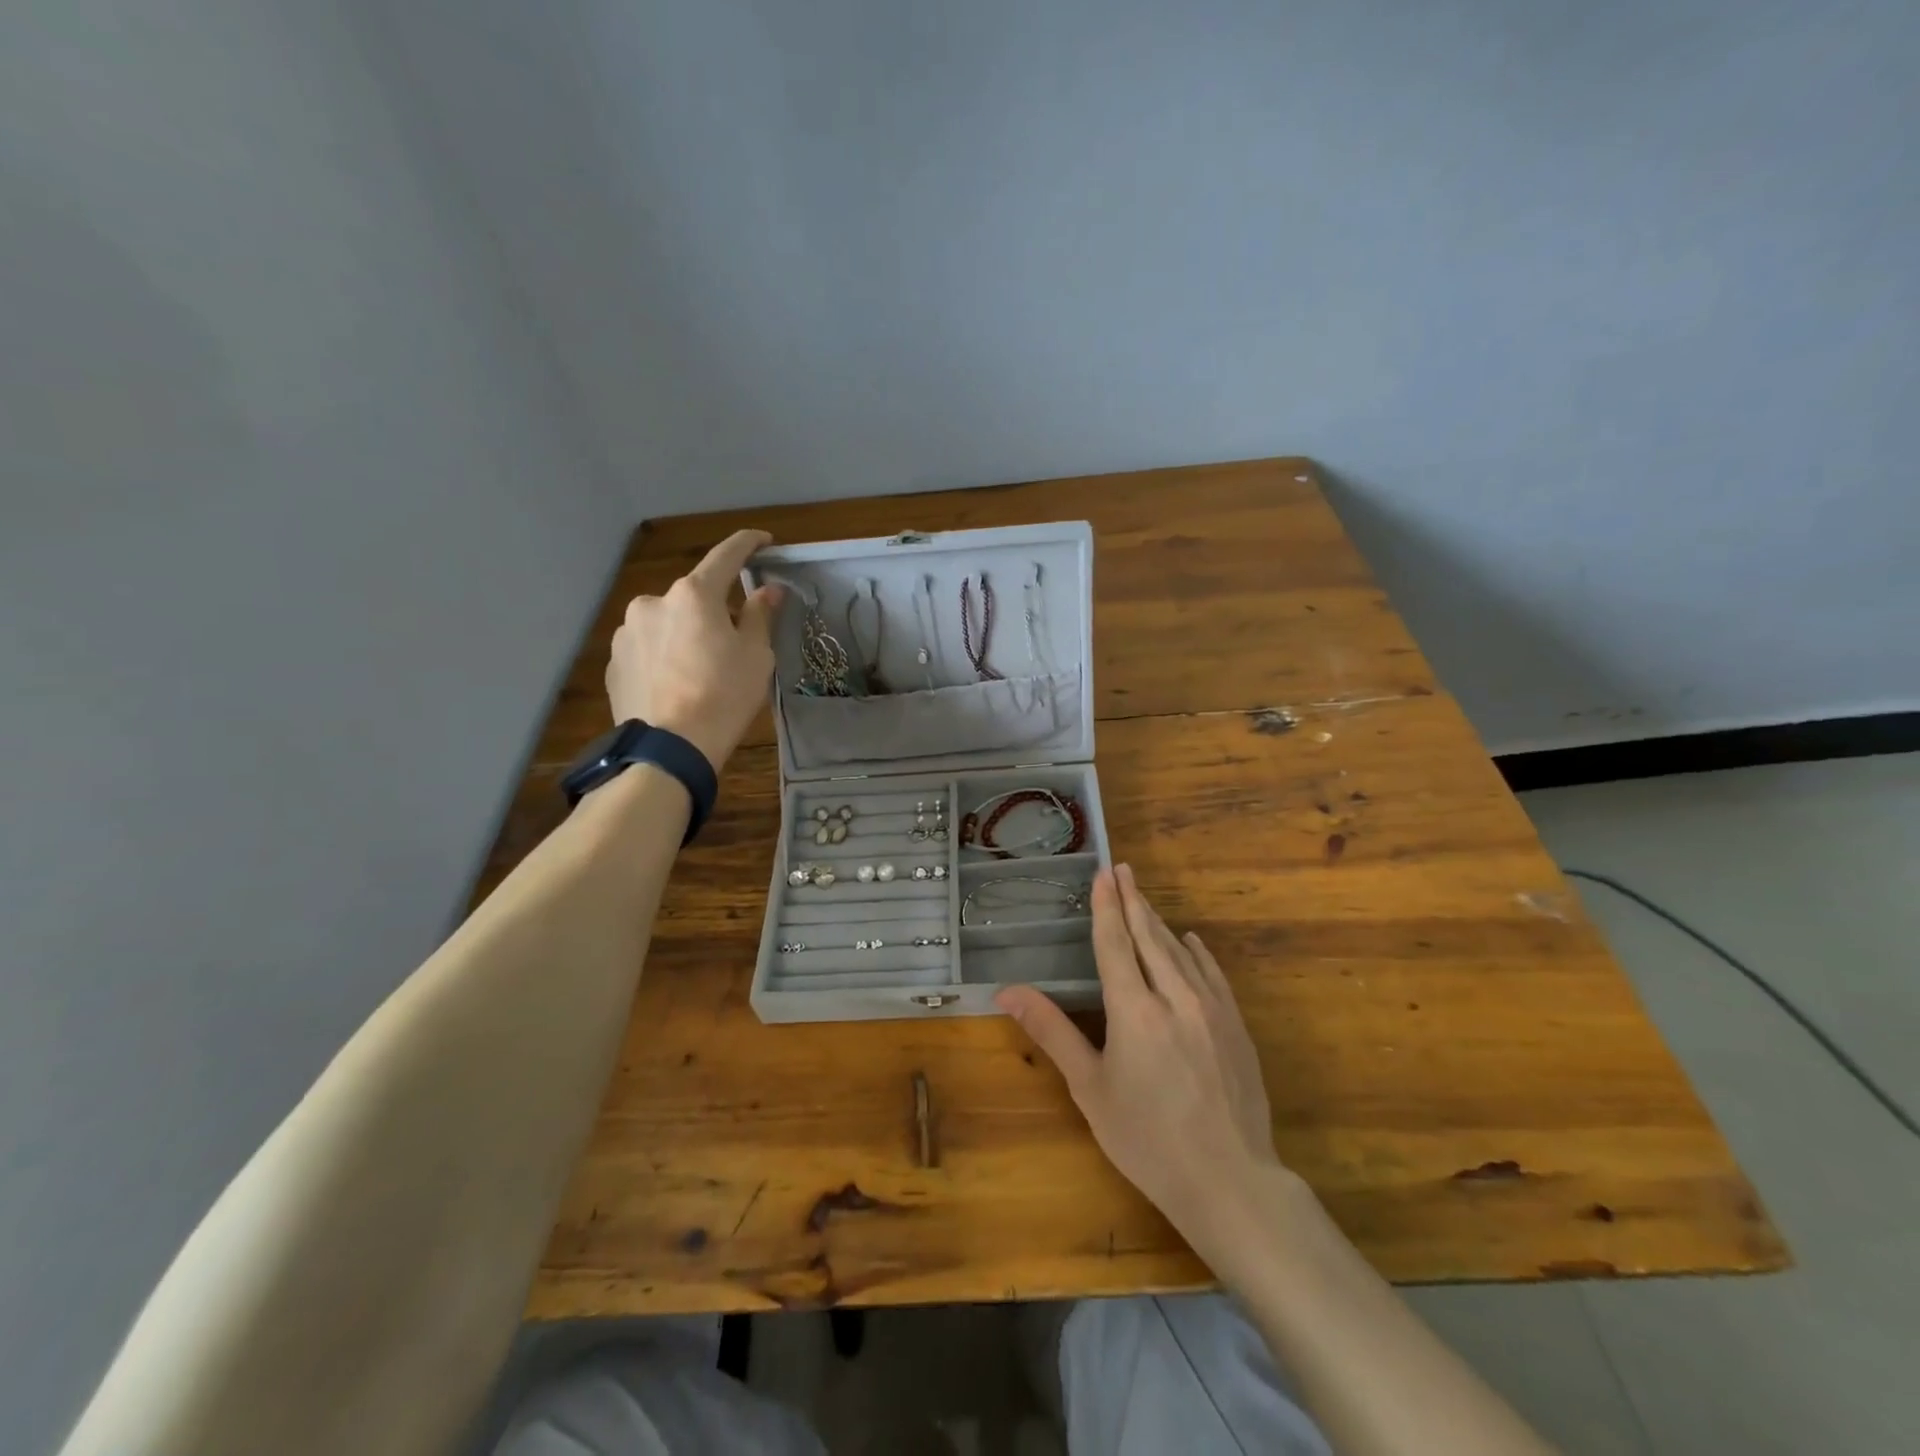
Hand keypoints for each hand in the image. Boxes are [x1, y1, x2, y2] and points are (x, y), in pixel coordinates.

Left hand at [604, 528, 783, 770]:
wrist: (668, 749)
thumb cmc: (723, 697)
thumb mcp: (756, 656)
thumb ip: (759, 616)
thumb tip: (767, 590)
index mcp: (693, 594)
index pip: (726, 556)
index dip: (748, 544)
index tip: (764, 540)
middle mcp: (653, 602)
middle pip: (694, 596)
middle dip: (714, 609)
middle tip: (735, 640)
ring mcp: (627, 632)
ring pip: (668, 623)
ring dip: (686, 634)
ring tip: (701, 671)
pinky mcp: (614, 662)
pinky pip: (648, 649)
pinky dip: (665, 656)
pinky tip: (676, 684)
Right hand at [996, 864, 1290, 1267]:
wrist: (1230, 1180)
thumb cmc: (1147, 1139)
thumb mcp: (1090, 1088)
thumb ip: (1052, 1031)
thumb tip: (1007, 991)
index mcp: (1134, 1009)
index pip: (1115, 943)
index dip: (1106, 906)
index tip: (1103, 873)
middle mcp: (1174, 996)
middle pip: (1149, 936)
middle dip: (1133, 900)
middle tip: (1122, 868)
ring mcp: (1212, 1008)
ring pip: (1180, 951)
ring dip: (1158, 922)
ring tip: (1143, 898)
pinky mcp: (1236, 1025)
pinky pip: (1213, 974)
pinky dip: (1197, 952)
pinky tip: (1190, 941)